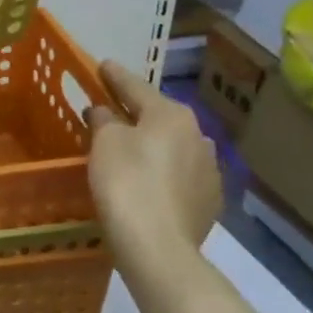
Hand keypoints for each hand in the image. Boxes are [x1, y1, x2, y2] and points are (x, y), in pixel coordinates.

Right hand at [85, 61, 221, 273]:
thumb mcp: (104, 142)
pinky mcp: (209, 202)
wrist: (158, 248)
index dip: (115, 76)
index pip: (136, 86)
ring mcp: (209, 170)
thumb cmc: (126, 182)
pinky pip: (180, 175)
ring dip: (152, 143)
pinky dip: (163, 171)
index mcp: (171, 114)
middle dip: (135, 112)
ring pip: (173, 146)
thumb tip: (105, 112)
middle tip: (111, 109)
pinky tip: (149, 181)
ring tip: (130, 149)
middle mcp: (198, 135)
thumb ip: (104, 119)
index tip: (103, 65)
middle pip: (158, 116)